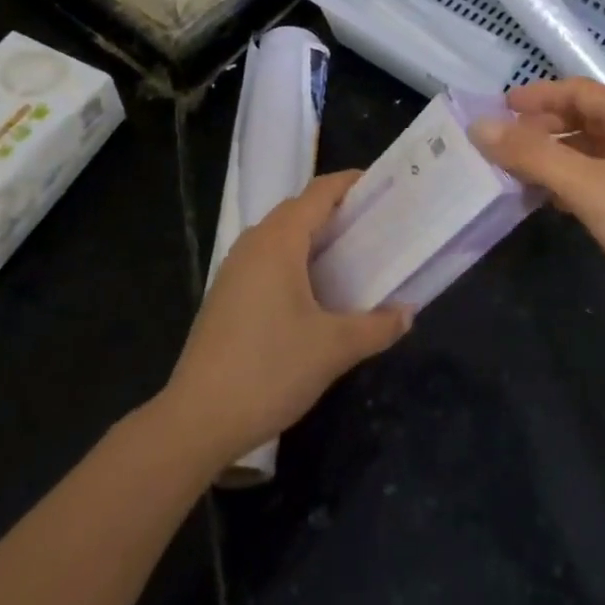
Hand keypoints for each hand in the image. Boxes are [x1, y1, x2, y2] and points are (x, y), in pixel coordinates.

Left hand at [160, 171, 412, 466]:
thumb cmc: (269, 370)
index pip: (319, 193)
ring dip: (314, 237)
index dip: (351, 184)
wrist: (196, 420)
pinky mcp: (226, 295)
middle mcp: (254, 243)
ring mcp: (234, 269)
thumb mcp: (334, 349)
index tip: (383, 188)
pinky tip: (314, 292)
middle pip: (299, 209)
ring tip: (351, 255)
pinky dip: (295, 259)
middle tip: (376, 225)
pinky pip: (267, 259)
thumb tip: (408, 313)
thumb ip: (377, 326)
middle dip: (336, 210)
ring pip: (281, 235)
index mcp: (279, 241)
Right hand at [471, 79, 604, 332]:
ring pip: (593, 150)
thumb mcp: (586, 187)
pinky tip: (555, 202)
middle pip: (584, 117)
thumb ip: (532, 155)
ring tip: (519, 176)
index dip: (535, 97)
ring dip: (556, 157)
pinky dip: (575, 181)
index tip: (498, 111)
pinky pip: (604, 176)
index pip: (576, 90)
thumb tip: (479, 125)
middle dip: (542, 129)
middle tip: (503, 147)